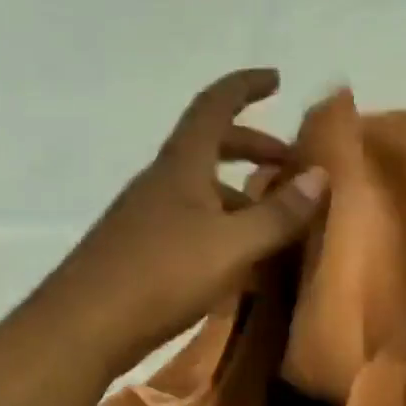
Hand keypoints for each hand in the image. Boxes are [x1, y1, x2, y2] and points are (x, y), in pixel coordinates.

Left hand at [50, 69, 327, 375]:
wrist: (84, 326)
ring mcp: (147, 216)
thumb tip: (321, 176)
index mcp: (181, 165)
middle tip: (288, 162)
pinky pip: (191, 222)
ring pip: (201, 189)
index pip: (214, 106)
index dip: (245, 87)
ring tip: (275, 220)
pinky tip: (239, 261)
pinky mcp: (141, 249)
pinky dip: (222, 227)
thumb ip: (278, 214)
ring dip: (239, 193)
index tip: (276, 79)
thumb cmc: (161, 275)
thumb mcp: (232, 246)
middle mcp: (162, 181)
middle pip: (210, 147)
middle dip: (252, 147)